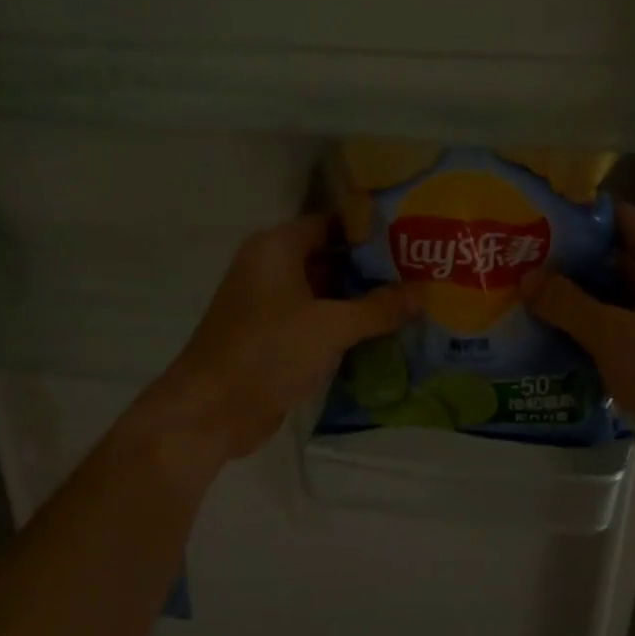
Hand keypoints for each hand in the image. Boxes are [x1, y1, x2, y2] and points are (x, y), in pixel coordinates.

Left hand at [128, 214, 419, 464]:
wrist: (211, 412)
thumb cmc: (267, 352)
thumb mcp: (330, 326)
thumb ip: (379, 307)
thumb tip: (424, 292)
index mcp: (276, 248)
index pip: (332, 224)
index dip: (372, 230)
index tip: (414, 238)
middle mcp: (272, 269)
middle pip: (331, 259)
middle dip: (374, 269)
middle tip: (424, 273)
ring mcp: (272, 306)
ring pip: (326, 294)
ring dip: (363, 302)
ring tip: (416, 302)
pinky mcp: (275, 339)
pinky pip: (318, 323)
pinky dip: (347, 328)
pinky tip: (387, 334)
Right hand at [522, 202, 634, 498]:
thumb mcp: (614, 337)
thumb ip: (567, 304)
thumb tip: (528, 278)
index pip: (620, 220)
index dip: (578, 218)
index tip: (533, 222)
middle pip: (613, 260)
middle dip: (567, 265)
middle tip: (517, 267)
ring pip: (614, 300)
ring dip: (575, 303)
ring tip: (524, 302)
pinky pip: (622, 332)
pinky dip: (591, 334)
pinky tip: (551, 342)